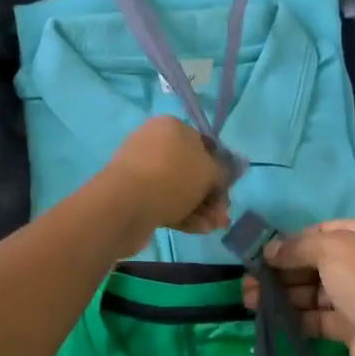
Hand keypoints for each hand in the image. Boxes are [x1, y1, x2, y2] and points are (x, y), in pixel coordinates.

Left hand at [100, 116, 231, 249]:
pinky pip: (163, 201)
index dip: (220, 167)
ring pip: (178, 188)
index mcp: (171, 126)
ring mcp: (141, 169)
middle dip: (210, 194)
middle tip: (222, 214)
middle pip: (191, 169)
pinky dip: (182, 213)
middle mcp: (154, 142)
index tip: (228, 189)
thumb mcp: (209, 172)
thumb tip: (229, 171)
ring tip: (212, 226)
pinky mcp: (133, 193)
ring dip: (199, 207)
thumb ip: (223, 172)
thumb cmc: (172, 178)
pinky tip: (198, 229)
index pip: (204, 143)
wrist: (125, 205)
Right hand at [241, 219, 354, 355]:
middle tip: (250, 279)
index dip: (293, 240)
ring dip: (284, 294)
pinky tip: (271, 318)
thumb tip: (268, 250)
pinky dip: (297, 316)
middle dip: (283, 270)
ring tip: (250, 299)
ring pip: (316, 291)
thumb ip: (297, 247)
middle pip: (318, 262)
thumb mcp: (331, 250)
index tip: (263, 252)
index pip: (325, 231)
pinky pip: (320, 317)